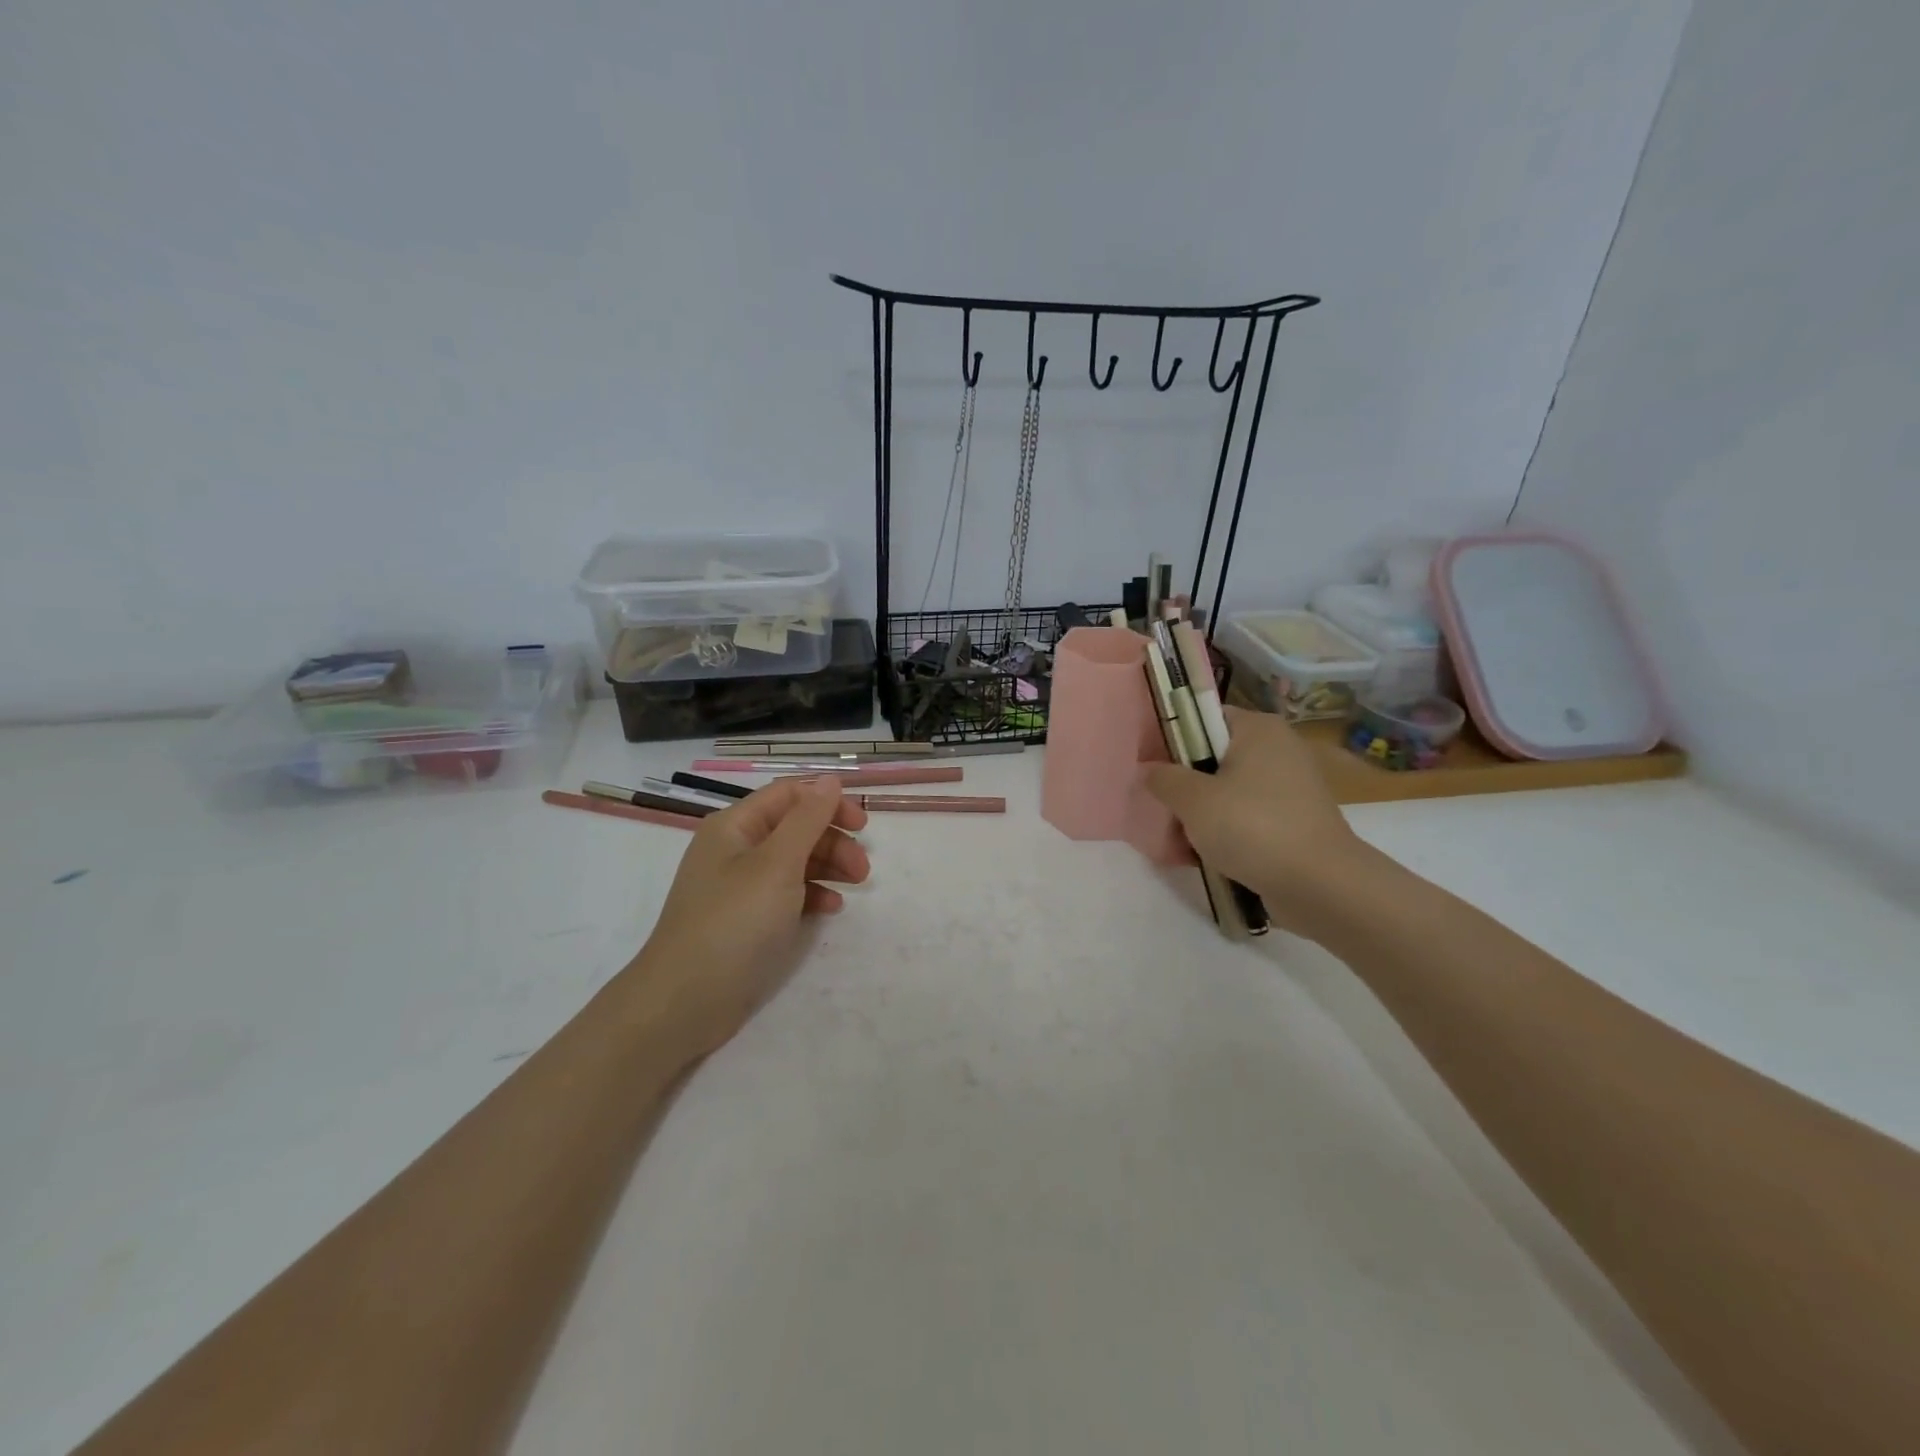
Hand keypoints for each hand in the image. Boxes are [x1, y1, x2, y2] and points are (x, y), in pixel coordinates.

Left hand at [631, 776, 870, 1058]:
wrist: (684, 1001)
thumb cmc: (733, 923)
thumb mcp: (777, 865)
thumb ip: (807, 820)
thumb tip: (830, 781)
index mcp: (735, 826)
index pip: (789, 795)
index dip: (828, 801)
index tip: (863, 824)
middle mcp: (735, 848)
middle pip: (794, 827)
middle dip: (832, 839)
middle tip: (862, 868)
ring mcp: (739, 885)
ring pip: (793, 860)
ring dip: (827, 865)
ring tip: (856, 885)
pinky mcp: (746, 918)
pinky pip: (786, 893)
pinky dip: (811, 894)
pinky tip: (831, 907)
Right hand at [1144, 706, 1368, 928]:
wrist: (1320, 885)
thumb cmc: (1252, 827)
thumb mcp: (1193, 800)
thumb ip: (1163, 779)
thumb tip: (1147, 769)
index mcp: (1258, 729)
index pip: (1204, 718)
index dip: (1172, 739)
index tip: (1149, 767)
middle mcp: (1278, 750)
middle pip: (1213, 759)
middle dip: (1183, 788)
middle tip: (1160, 810)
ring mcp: (1289, 788)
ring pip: (1227, 793)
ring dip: (1199, 816)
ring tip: (1175, 843)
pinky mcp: (1293, 822)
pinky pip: (1246, 819)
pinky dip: (1224, 834)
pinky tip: (1201, 858)